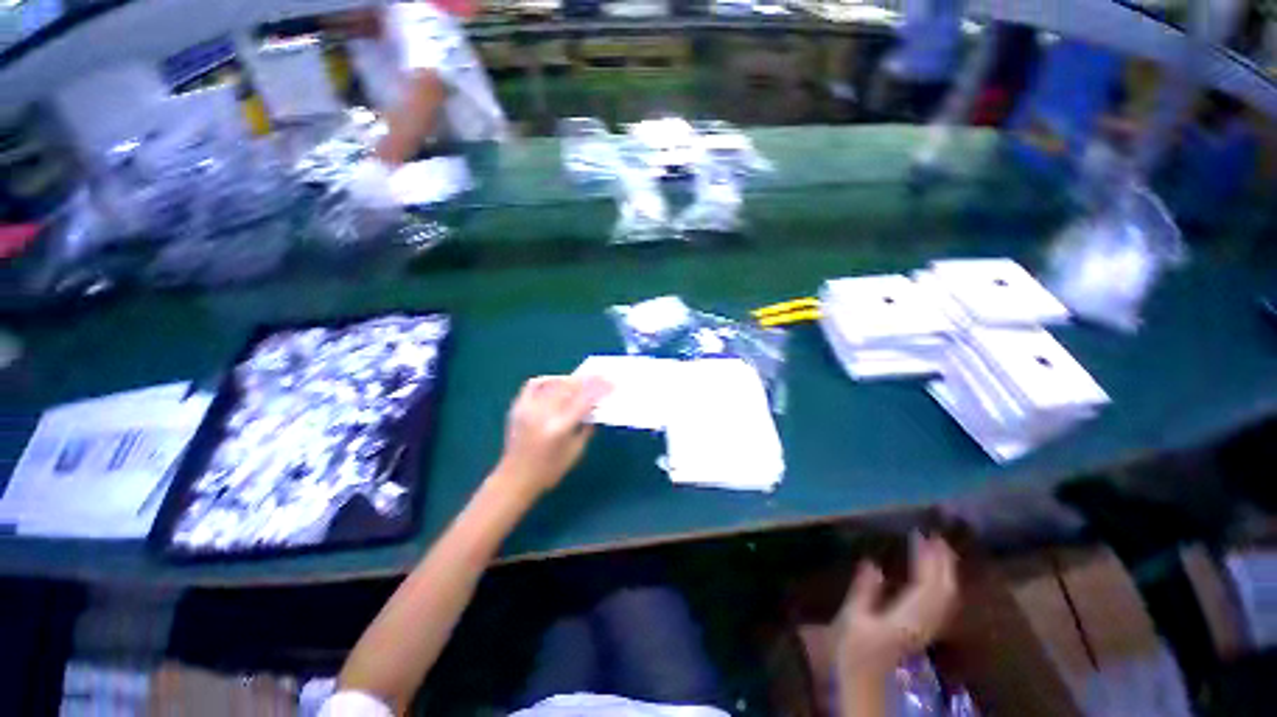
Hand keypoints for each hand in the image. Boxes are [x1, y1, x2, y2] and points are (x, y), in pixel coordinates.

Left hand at [494, 375, 610, 498]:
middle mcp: (542, 414)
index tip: (610, 383)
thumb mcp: (575, 451)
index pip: (583, 401)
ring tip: (583, 379)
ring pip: (553, 383)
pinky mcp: (518, 407)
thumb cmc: (549, 470)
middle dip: (589, 380)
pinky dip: (549, 380)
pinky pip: (534, 385)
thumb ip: (586, 428)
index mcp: (559, 429)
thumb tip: (595, 407)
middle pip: (570, 388)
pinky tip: (558, 382)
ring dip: (571, 379)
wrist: (514, 478)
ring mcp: (528, 408)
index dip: (599, 390)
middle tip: (601, 376)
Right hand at [836, 536, 958, 680]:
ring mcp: (929, 629)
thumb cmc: (856, 652)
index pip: (926, 585)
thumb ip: (864, 592)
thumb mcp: (852, 619)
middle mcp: (925, 623)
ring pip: (947, 598)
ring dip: (946, 573)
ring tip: (940, 551)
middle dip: (944, 563)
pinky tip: (936, 576)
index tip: (923, 535)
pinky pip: (943, 604)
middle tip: (938, 537)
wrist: (870, 685)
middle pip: (944, 591)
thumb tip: (872, 563)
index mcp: (906, 618)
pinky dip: (943, 585)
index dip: (928, 560)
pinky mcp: (927, 631)